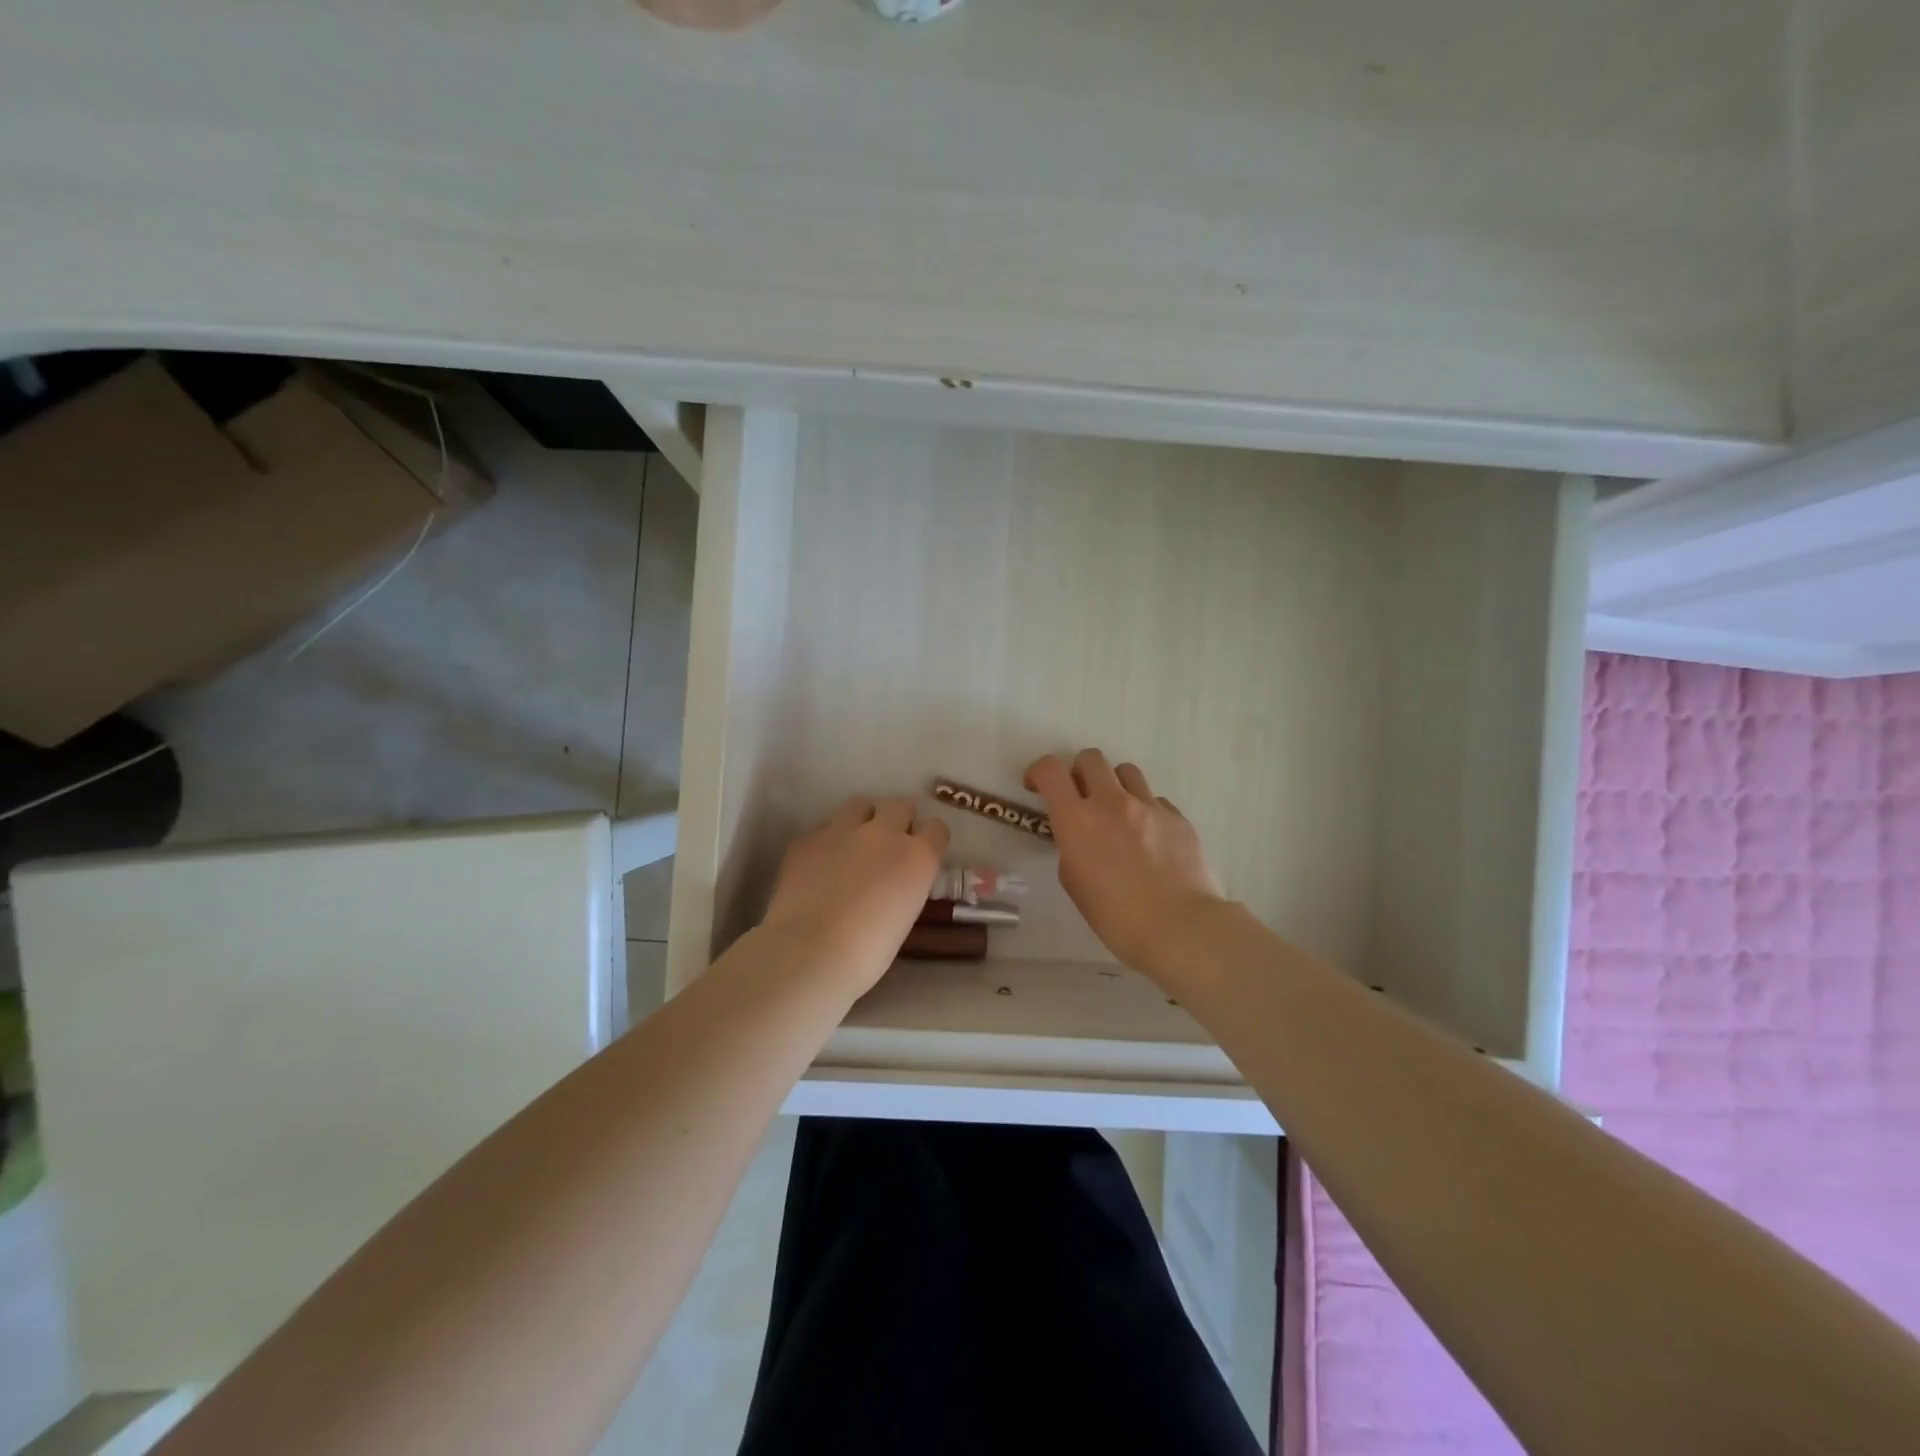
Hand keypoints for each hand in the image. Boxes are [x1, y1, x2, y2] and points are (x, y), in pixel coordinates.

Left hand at [760, 796, 948, 995]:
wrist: (810, 952)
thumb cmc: (868, 953)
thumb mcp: (905, 916)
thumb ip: (905, 885)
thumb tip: (894, 882)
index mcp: (917, 857)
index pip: (936, 829)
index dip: (929, 839)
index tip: (922, 852)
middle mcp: (884, 833)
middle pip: (900, 805)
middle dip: (898, 819)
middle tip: (888, 843)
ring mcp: (842, 830)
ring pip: (860, 805)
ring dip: (863, 819)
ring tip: (853, 843)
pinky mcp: (808, 838)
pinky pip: (824, 829)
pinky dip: (827, 842)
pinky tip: (818, 865)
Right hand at [1025, 749, 1225, 973]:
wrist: (1181, 928)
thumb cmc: (1117, 918)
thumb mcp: (1075, 885)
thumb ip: (1072, 850)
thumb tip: (1081, 839)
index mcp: (1077, 820)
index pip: (1050, 771)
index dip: (1038, 771)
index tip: (1036, 786)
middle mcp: (1112, 802)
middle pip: (1090, 758)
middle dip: (1079, 772)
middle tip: (1080, 798)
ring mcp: (1149, 806)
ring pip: (1126, 771)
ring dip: (1114, 786)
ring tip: (1118, 814)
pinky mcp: (1177, 817)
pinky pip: (1155, 801)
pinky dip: (1145, 811)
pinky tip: (1150, 840)